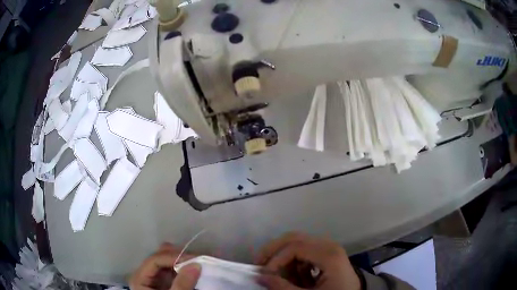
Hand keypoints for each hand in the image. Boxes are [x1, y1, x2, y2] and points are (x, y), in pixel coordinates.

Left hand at [129, 243, 200, 289]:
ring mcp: (154, 278)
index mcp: (139, 278)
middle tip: (199, 259)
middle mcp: (144, 274)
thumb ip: (182, 284)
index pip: (155, 260)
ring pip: (167, 261)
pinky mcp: (164, 282)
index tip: (195, 260)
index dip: (173, 257)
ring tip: (200, 260)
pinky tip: (195, 267)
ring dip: (183, 260)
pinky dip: (184, 267)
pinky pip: (173, 270)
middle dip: (179, 256)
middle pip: (160, 257)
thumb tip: (196, 264)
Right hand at [255, 232, 359, 289]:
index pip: (295, 247)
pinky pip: (303, 251)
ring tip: (277, 274)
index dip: (276, 259)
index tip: (264, 274)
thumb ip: (283, 288)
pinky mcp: (325, 252)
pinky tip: (293, 275)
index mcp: (329, 254)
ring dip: (282, 257)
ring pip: (296, 242)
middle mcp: (328, 245)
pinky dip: (292, 261)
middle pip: (294, 237)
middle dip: (273, 250)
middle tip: (259, 265)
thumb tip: (260, 276)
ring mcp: (327, 247)